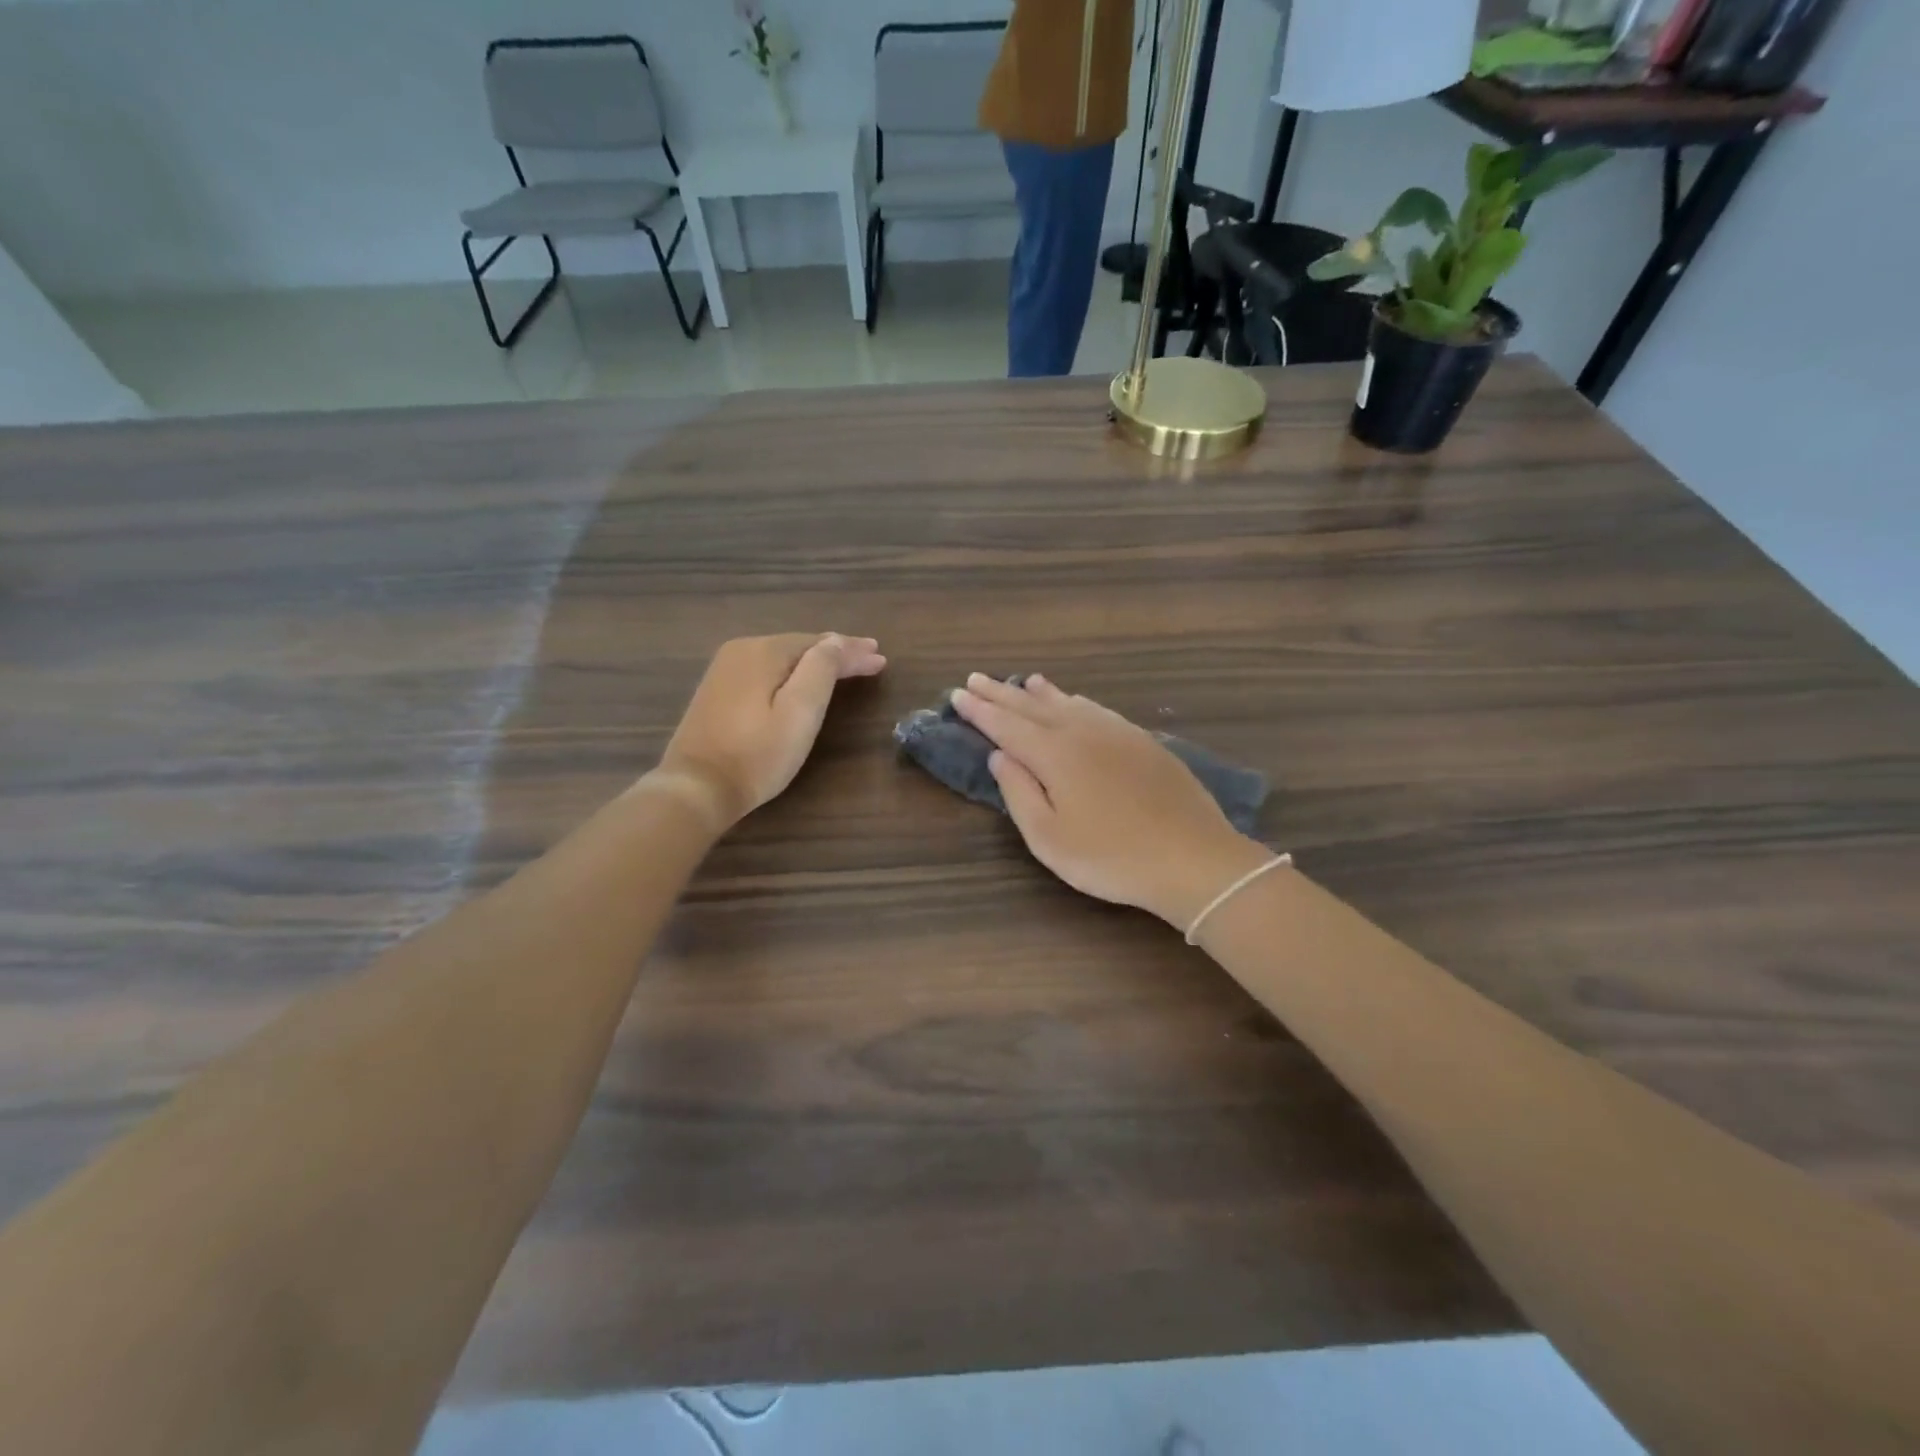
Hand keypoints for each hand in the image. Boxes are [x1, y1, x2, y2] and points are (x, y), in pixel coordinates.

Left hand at [652, 633, 885, 829]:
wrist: (696, 788)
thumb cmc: (757, 755)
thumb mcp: (799, 712)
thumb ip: (821, 670)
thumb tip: (835, 641)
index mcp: (763, 651)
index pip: (819, 644)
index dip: (852, 651)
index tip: (881, 658)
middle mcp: (741, 650)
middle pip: (800, 646)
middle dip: (836, 653)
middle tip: (870, 658)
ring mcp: (724, 670)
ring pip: (782, 657)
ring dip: (814, 661)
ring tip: (845, 665)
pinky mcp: (717, 691)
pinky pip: (765, 670)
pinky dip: (790, 672)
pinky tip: (803, 678)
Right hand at [952, 674, 1271, 929]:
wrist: (1193, 857)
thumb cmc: (1111, 857)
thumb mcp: (1049, 837)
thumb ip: (1019, 792)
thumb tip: (1001, 755)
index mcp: (1054, 754)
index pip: (1006, 725)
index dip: (980, 711)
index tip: (957, 695)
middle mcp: (1082, 732)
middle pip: (1033, 706)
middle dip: (1001, 693)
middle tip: (975, 678)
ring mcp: (1116, 733)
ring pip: (1068, 702)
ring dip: (1039, 693)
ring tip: (1022, 682)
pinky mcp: (1142, 741)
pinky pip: (1097, 709)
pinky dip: (1076, 701)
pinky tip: (1075, 702)